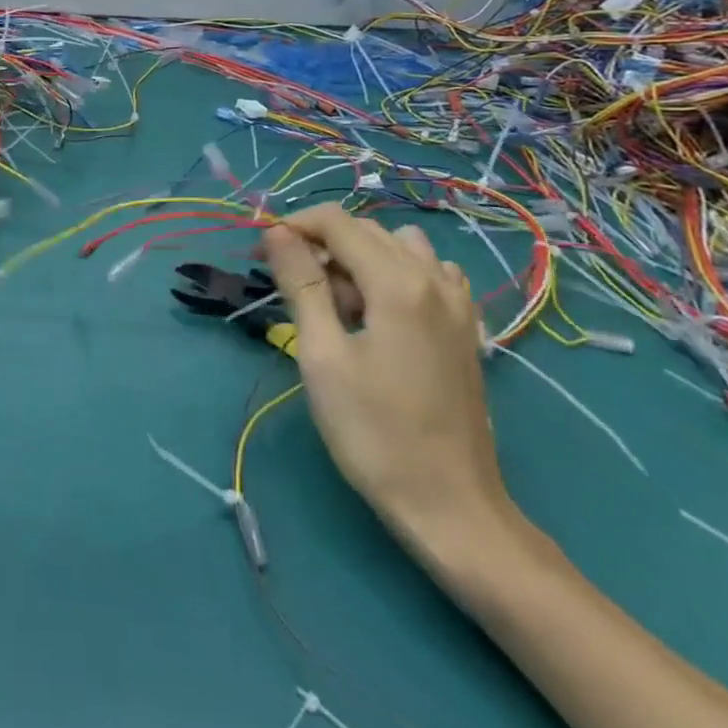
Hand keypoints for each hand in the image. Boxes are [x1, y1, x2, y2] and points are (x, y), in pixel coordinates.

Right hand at [261, 205, 514, 553]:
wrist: (450, 505)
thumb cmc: (374, 433)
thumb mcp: (322, 356)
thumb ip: (302, 284)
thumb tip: (277, 231)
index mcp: (398, 282)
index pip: (337, 222)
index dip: (293, 226)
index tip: (261, 255)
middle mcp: (433, 278)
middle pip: (366, 231)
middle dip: (322, 245)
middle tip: (293, 290)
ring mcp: (457, 302)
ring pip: (399, 247)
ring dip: (360, 258)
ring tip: (340, 304)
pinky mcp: (466, 327)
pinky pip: (428, 273)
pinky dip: (396, 274)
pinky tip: (382, 313)